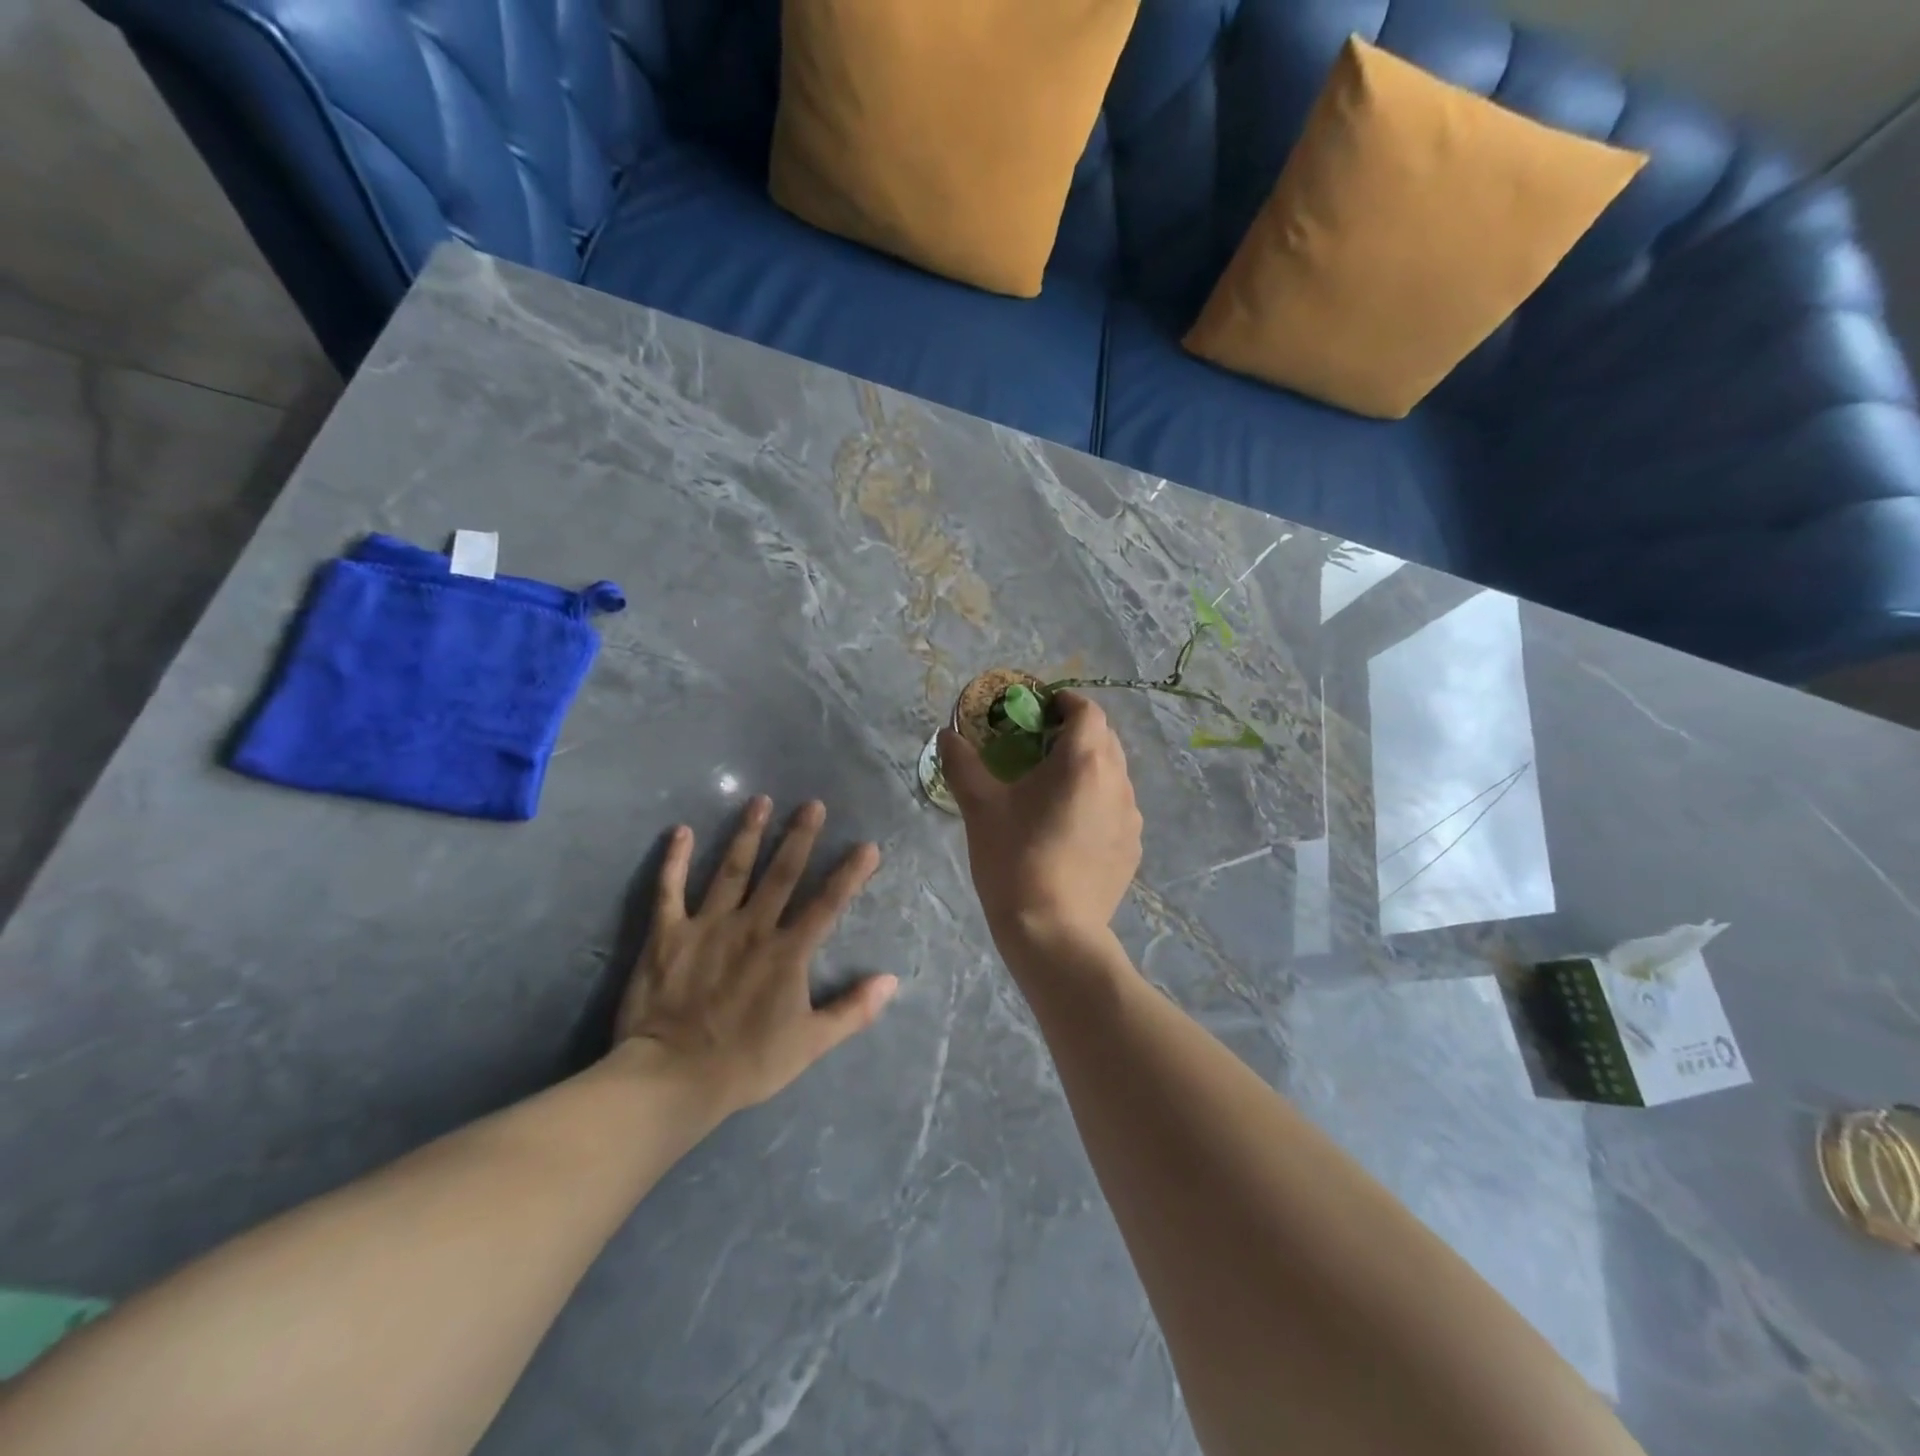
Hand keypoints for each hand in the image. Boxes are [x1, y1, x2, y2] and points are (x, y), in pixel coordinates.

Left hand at [615, 797, 897, 1115]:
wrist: (673, 1077)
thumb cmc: (747, 1063)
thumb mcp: (811, 1044)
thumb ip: (853, 1010)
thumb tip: (891, 980)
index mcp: (787, 951)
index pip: (827, 904)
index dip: (849, 874)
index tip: (867, 846)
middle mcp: (752, 927)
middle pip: (781, 874)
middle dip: (799, 836)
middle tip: (812, 804)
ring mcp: (707, 925)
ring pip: (732, 870)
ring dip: (748, 834)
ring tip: (760, 801)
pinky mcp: (667, 933)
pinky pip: (670, 889)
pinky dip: (675, 860)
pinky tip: (681, 831)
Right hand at [939, 691, 1142, 950]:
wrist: (1053, 932)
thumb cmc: (1015, 859)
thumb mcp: (980, 808)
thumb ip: (962, 763)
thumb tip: (946, 734)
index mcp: (1084, 761)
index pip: (1087, 710)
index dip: (1063, 702)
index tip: (1037, 710)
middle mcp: (1118, 781)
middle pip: (1104, 739)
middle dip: (1074, 733)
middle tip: (1037, 747)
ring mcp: (1130, 817)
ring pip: (1113, 774)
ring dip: (1087, 768)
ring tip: (1052, 788)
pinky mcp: (1132, 847)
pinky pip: (1117, 807)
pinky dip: (1096, 801)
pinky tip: (1069, 827)